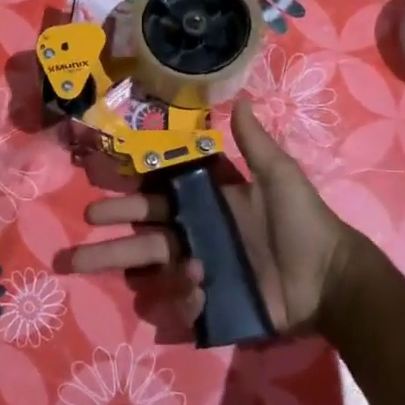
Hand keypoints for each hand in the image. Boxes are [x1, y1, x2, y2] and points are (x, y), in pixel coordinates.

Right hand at [67, 98, 360, 334]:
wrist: (331, 276)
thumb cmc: (303, 221)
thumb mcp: (279, 176)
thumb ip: (254, 143)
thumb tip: (240, 100)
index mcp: (204, 207)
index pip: (154, 202)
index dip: (125, 201)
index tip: (96, 198)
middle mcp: (194, 239)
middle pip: (141, 242)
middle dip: (107, 248)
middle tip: (73, 251)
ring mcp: (201, 274)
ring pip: (155, 276)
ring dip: (140, 274)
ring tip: (175, 269)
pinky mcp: (214, 305)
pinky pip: (184, 305)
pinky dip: (183, 299)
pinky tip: (199, 288)